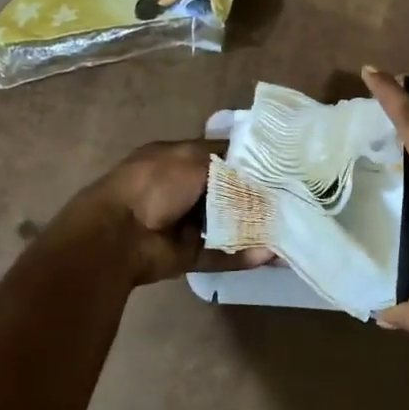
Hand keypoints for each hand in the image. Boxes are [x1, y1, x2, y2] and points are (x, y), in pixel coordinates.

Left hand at [53, 140, 271, 286]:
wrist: (118, 235)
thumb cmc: (154, 183)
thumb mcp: (191, 157)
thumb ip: (225, 160)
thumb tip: (255, 167)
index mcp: (176, 159)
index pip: (219, 155)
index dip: (247, 159)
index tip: (279, 164)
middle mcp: (181, 189)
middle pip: (225, 191)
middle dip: (254, 194)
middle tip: (290, 196)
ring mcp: (183, 223)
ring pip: (226, 224)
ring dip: (253, 226)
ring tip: (288, 224)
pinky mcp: (187, 253)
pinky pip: (220, 253)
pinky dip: (243, 255)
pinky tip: (270, 253)